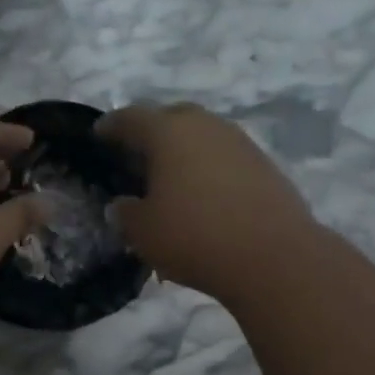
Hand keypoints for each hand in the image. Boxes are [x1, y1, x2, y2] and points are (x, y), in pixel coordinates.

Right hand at [97, 102, 316, 301]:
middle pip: (169, 118)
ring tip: (170, 178)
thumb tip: (123, 205)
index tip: (99, 136)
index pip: (129, 118)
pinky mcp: (263, 163)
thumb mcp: (143, 232)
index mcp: (167, 131)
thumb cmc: (195, 237)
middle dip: (150, 133)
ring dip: (183, 150)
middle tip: (136, 157)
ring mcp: (239, 141)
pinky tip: (203, 194)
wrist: (275, 257)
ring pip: (200, 135)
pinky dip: (208, 167)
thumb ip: (125, 213)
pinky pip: (223, 156)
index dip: (110, 127)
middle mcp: (204, 125)